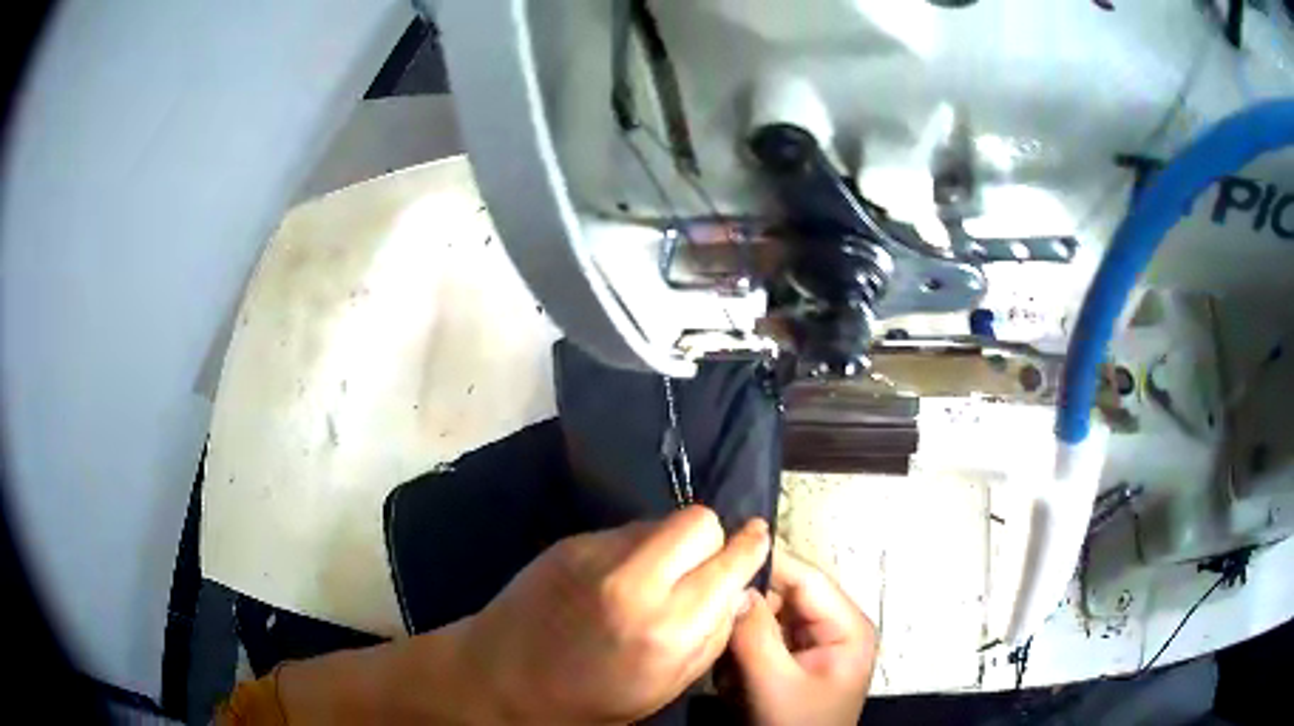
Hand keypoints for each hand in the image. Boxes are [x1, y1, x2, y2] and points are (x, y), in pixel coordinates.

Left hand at [457, 505, 769, 723]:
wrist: (499, 678)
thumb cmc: (589, 699)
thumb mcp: (665, 686)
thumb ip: (712, 635)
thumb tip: (736, 590)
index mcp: (665, 629)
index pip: (728, 563)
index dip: (748, 550)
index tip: (755, 542)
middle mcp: (634, 581)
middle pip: (699, 521)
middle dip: (709, 541)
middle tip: (697, 570)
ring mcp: (596, 554)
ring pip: (661, 521)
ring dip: (670, 545)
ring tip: (652, 579)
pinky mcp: (570, 542)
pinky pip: (626, 531)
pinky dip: (635, 549)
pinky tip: (616, 579)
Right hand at [729, 547, 876, 725]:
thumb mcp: (775, 684)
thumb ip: (755, 634)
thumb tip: (734, 588)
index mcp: (847, 626)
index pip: (806, 578)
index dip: (767, 562)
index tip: (720, 552)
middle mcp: (834, 625)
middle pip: (785, 594)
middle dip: (748, 605)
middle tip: (708, 611)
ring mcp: (814, 641)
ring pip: (769, 614)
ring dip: (742, 630)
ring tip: (721, 650)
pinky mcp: (795, 657)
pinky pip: (764, 636)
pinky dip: (742, 647)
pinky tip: (731, 668)